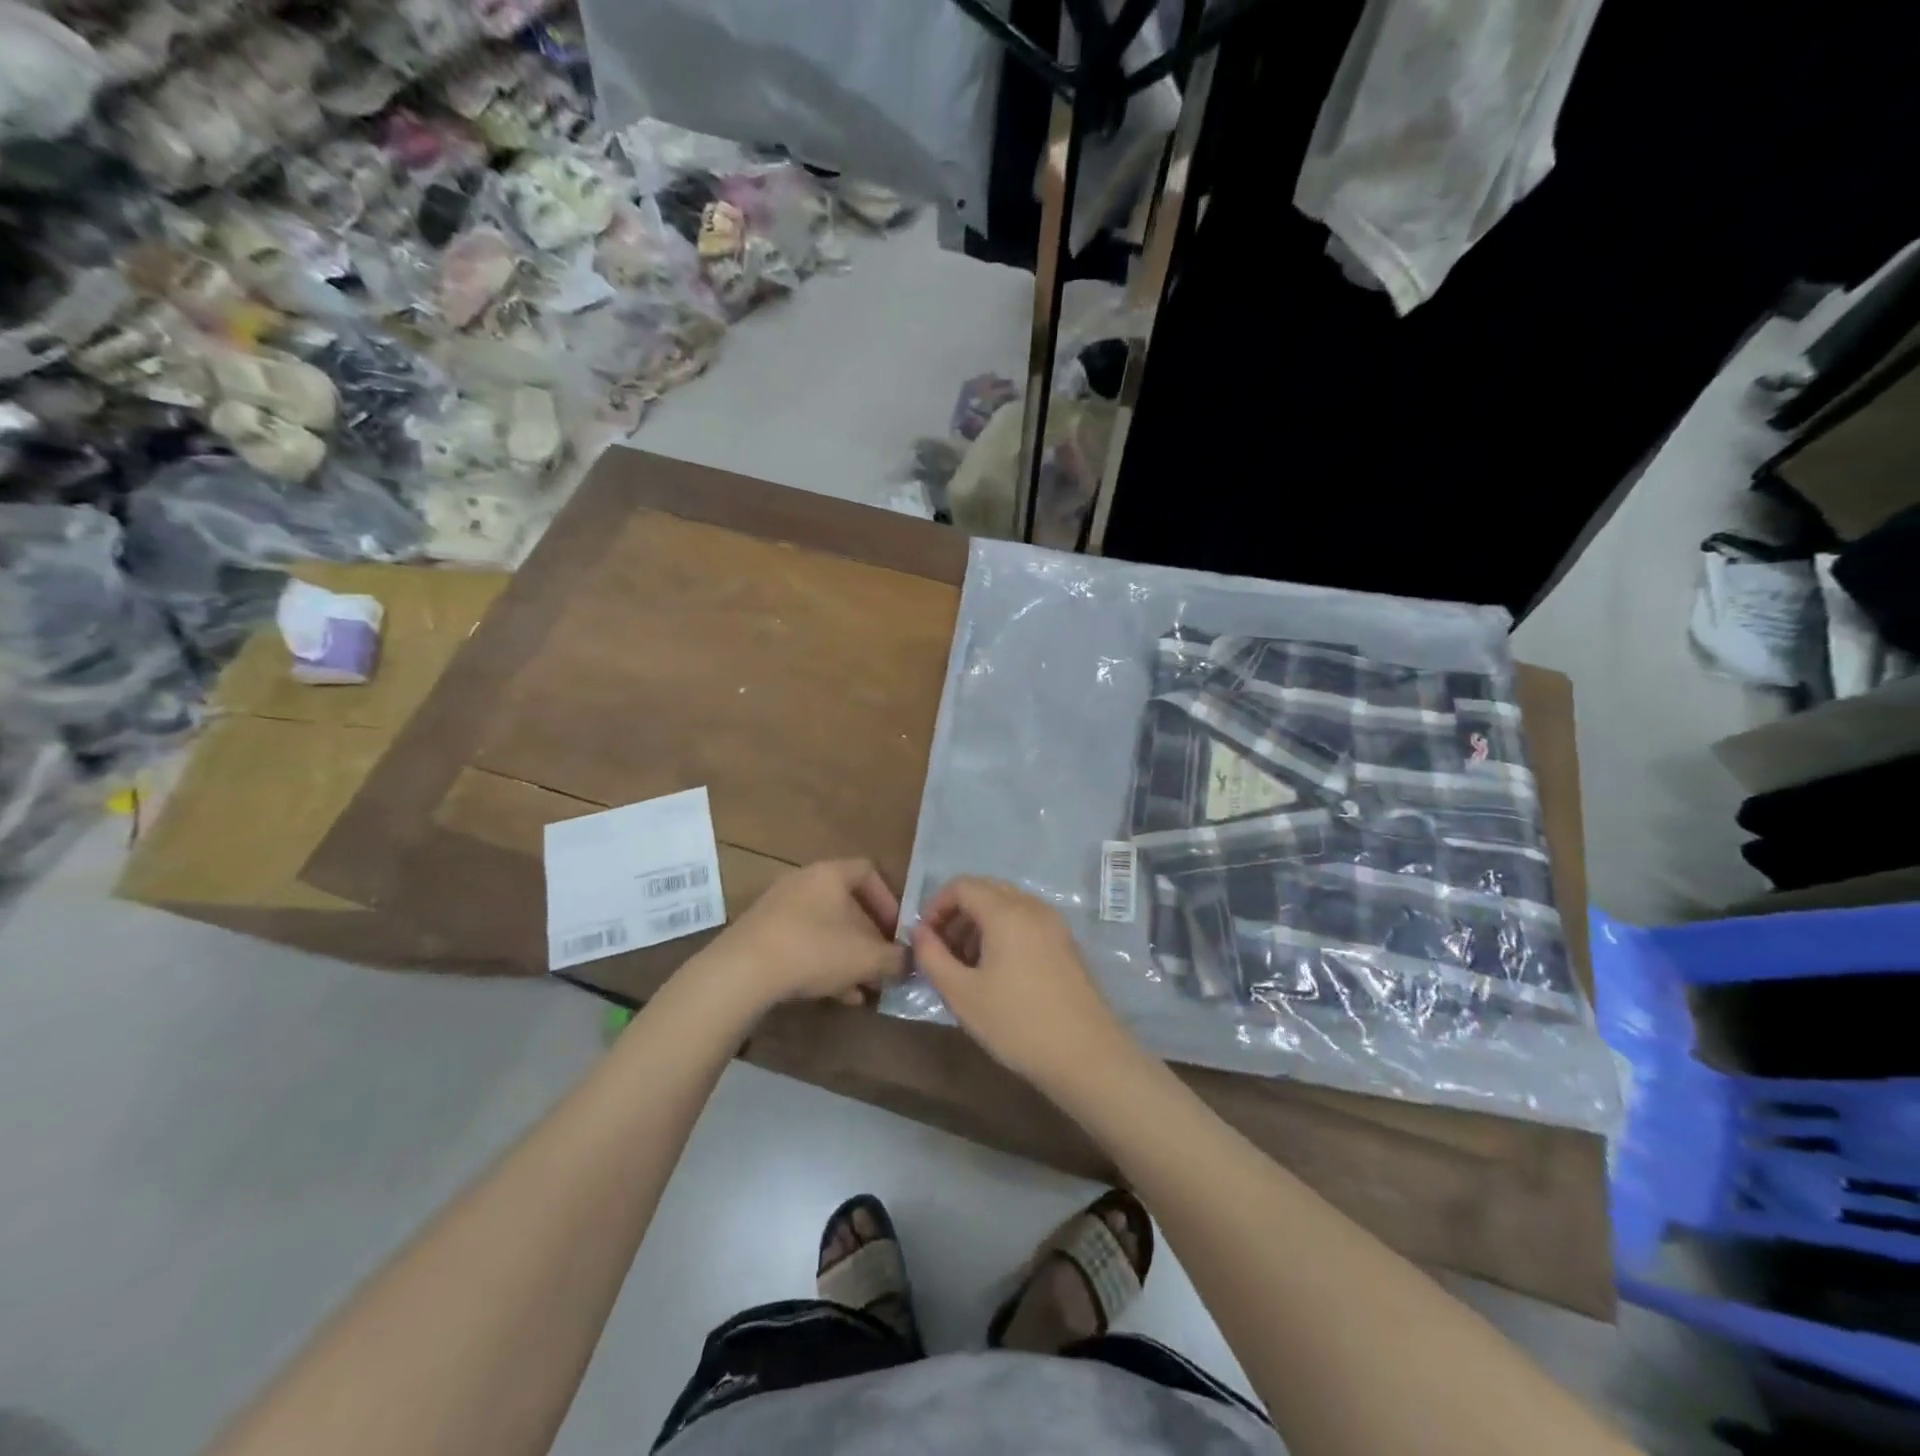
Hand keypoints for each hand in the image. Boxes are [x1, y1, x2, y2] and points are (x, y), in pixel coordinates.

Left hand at [699, 859, 906, 1016]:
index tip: (896, 931)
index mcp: (830, 874)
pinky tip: (835, 996)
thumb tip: (909, 959)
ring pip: (825, 928)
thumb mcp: (866, 958)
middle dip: (869, 938)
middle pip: (846, 905)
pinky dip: (822, 963)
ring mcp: (778, 909)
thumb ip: (894, 958)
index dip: (888, 901)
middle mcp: (803, 882)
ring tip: (863, 988)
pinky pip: (801, 944)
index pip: (869, 872)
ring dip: (847, 956)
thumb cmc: (814, 950)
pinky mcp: (760, 935)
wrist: (741, 973)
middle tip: (881, 966)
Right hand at [911, 876, 1136, 1090]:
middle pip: (986, 891)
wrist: (1086, 1055)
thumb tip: (920, 932)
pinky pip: (1027, 922)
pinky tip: (998, 973)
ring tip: (967, 966)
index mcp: (1006, 911)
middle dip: (958, 914)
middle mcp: (1032, 907)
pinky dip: (1004, 933)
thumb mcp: (962, 994)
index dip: (936, 906)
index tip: (925, 939)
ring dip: (980, 925)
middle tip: (943, 952)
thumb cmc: (1016, 1022)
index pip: (962, 885)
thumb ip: (932, 956)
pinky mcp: (1066, 944)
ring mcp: (1054, 924)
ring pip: (1008, 906)